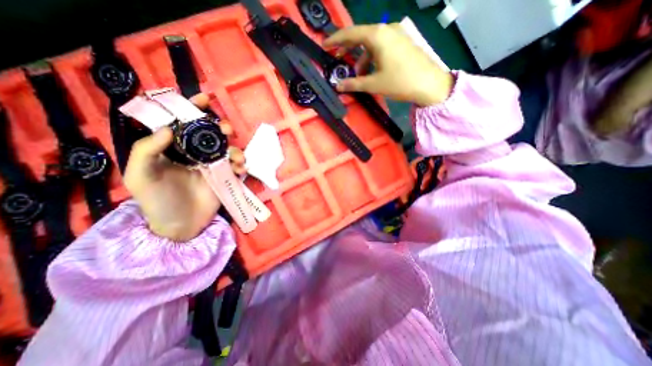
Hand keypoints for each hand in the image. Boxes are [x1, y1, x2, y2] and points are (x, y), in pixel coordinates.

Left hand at [123, 94, 245, 240]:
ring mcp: (213, 166)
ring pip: (228, 149)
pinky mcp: (225, 177)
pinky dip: (242, 165)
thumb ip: (147, 150)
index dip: (192, 109)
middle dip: (220, 127)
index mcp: (174, 150)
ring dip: (235, 149)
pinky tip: (241, 170)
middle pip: (211, 134)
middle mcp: (195, 155)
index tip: (204, 99)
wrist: (180, 226)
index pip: (183, 124)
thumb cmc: (157, 201)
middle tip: (226, 129)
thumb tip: (168, 129)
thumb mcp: (140, 176)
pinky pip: (236, 167)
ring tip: (237, 158)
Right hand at [325, 23, 454, 104]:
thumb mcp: (374, 84)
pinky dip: (373, 58)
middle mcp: (387, 29)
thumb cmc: (400, 82)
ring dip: (362, 59)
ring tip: (359, 77)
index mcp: (377, 35)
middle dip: (348, 50)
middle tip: (338, 59)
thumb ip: (353, 83)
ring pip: (372, 44)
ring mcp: (397, 34)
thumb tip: (338, 86)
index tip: (325, 45)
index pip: (350, 34)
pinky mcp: (403, 42)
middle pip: (361, 37)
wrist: (430, 84)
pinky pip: (382, 47)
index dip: (335, 40)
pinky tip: (372, 72)